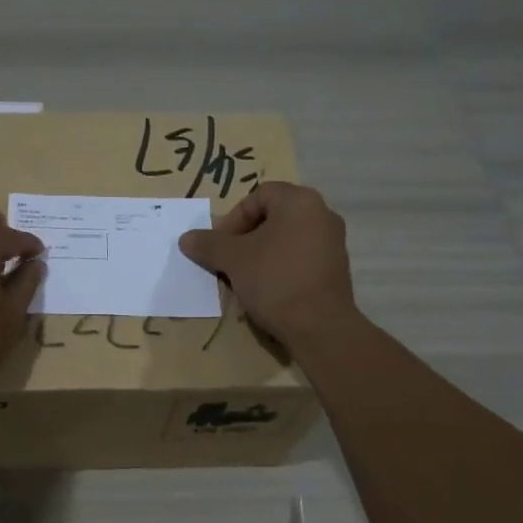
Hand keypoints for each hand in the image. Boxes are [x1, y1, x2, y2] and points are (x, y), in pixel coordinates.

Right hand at [178, 181, 357, 349]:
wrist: (319, 326)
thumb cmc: (274, 279)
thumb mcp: (233, 259)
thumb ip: (208, 244)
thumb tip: (186, 238)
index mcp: (299, 201)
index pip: (258, 196)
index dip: (233, 218)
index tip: (221, 245)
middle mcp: (322, 213)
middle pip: (273, 216)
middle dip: (246, 236)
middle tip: (229, 259)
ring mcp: (333, 242)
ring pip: (286, 238)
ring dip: (262, 252)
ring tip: (245, 277)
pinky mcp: (337, 268)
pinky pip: (301, 257)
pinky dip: (281, 266)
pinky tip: (268, 289)